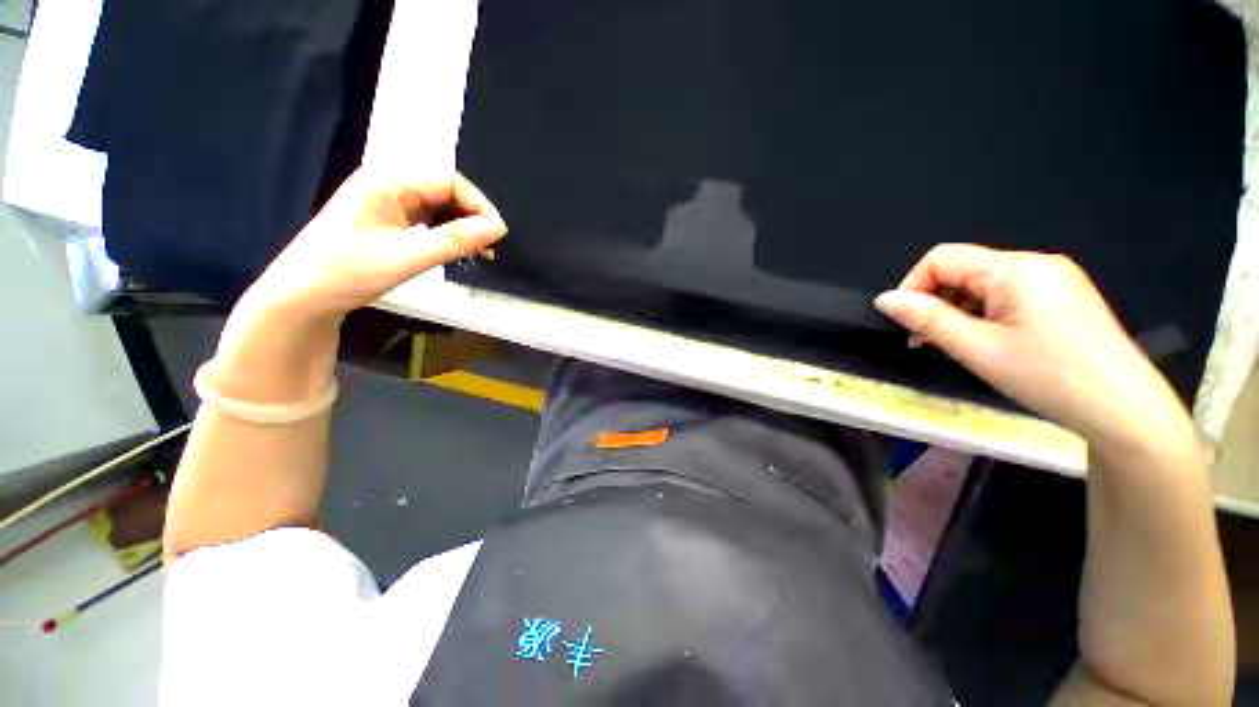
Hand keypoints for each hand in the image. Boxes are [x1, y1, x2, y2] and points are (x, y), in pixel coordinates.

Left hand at [242, 168, 507, 320]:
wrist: (302, 298)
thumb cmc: (347, 273)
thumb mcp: (408, 257)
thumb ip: (456, 240)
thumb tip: (499, 227)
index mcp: (387, 181)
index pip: (449, 180)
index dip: (479, 204)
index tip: (498, 234)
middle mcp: (388, 185)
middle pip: (445, 191)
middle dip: (472, 217)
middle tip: (490, 246)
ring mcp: (386, 204)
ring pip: (438, 207)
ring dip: (462, 227)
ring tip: (480, 252)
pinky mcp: (387, 223)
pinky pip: (427, 221)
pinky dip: (447, 235)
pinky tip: (457, 251)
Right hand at [873, 244, 1195, 451]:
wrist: (1125, 410)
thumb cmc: (1049, 377)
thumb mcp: (978, 349)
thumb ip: (927, 318)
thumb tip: (884, 299)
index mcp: (1015, 268)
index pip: (941, 258)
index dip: (913, 286)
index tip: (905, 322)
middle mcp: (1035, 263)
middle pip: (963, 269)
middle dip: (934, 302)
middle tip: (924, 341)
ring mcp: (1053, 278)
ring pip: (983, 284)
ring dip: (956, 310)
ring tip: (951, 345)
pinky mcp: (1062, 296)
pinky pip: (1007, 295)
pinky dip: (982, 314)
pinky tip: (984, 341)